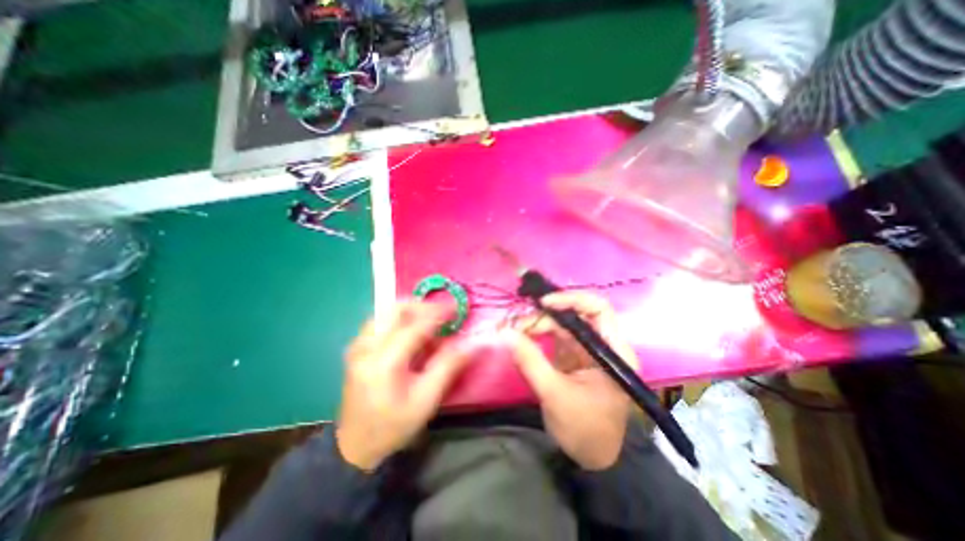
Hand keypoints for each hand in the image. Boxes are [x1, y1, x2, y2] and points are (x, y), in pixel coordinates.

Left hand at [336, 302, 472, 470]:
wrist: (355, 447)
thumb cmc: (394, 426)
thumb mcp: (427, 400)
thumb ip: (449, 367)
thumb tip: (472, 344)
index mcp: (383, 363)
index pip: (414, 327)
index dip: (437, 314)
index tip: (455, 307)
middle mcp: (366, 348)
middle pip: (394, 310)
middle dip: (421, 306)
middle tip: (441, 312)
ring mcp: (357, 347)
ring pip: (385, 313)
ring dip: (409, 311)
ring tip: (428, 320)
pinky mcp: (356, 350)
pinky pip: (379, 322)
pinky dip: (398, 319)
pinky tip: (409, 331)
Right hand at [508, 291, 639, 468]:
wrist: (591, 457)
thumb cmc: (583, 429)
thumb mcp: (555, 395)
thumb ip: (530, 361)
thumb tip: (505, 333)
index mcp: (613, 351)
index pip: (598, 309)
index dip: (571, 299)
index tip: (543, 303)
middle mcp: (602, 344)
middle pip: (574, 315)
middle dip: (544, 316)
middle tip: (515, 325)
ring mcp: (586, 349)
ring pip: (561, 324)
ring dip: (537, 323)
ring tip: (513, 331)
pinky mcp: (572, 356)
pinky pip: (554, 336)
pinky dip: (536, 334)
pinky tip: (521, 337)